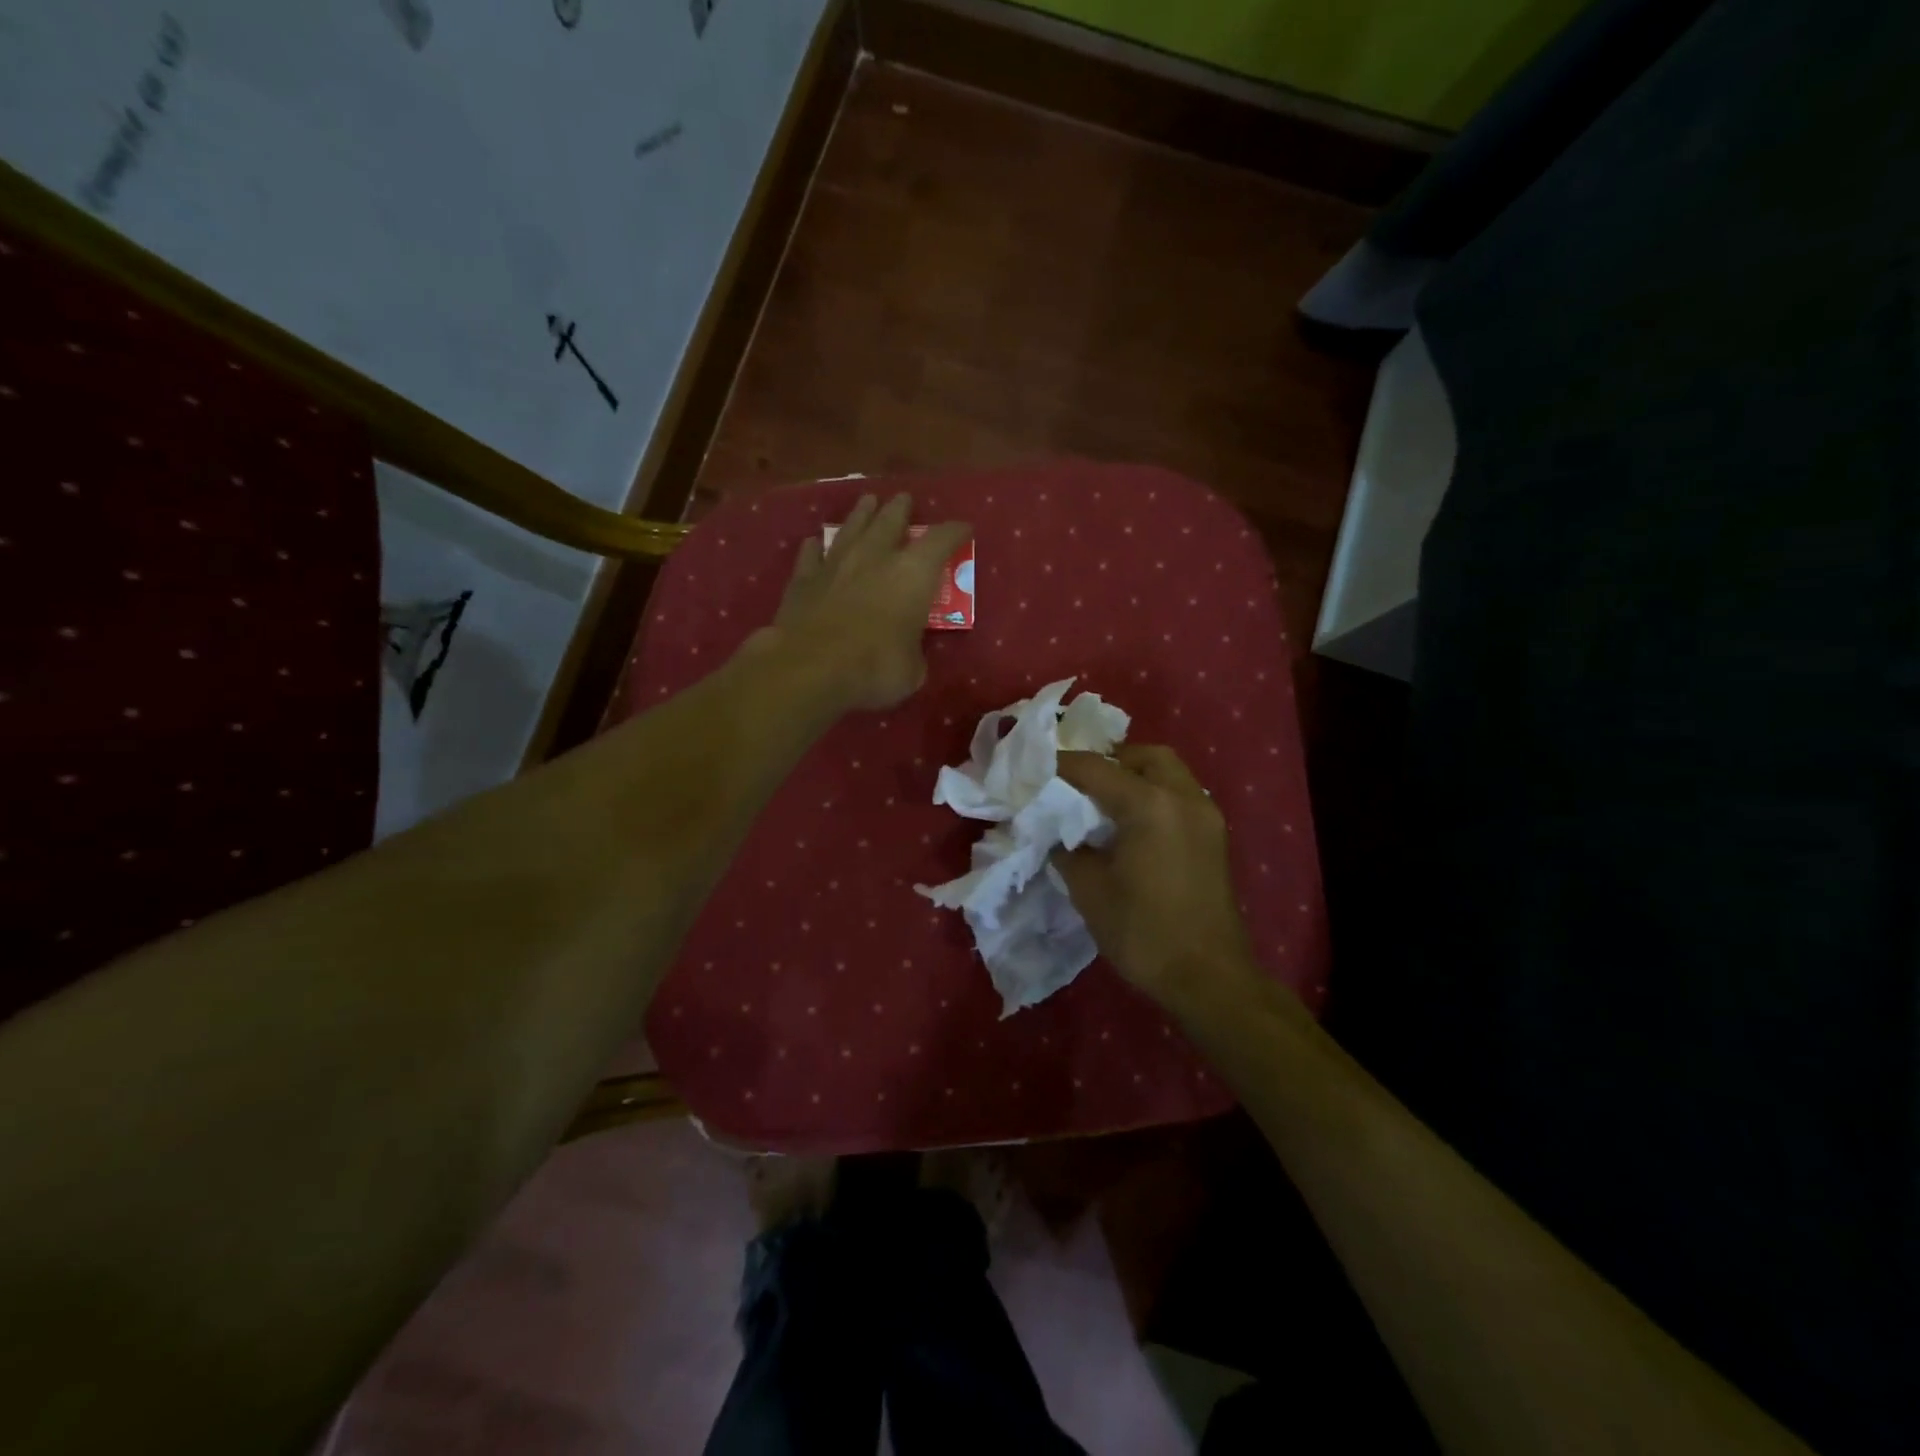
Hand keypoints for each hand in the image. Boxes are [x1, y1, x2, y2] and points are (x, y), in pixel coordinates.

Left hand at [759, 494, 970, 712]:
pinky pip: (811, 555)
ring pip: (851, 528)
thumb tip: (907, 653)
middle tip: (904, 500)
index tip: (963, 529)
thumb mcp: (912, 670)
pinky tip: (814, 543)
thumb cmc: (875, 667)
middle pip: (890, 521)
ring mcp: (835, 564)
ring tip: (867, 502)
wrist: (811, 668)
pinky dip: (816, 548)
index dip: (954, 532)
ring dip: (861, 515)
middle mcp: (875, 557)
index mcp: (913, 574)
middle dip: (900, 509)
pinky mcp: (802, 580)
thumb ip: (913, 652)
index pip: (941, 540)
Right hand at [1054, 746, 1261, 1013]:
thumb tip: (1059, 835)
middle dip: (1111, 761)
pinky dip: (1155, 796)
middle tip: (1082, 784)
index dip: (1063, 765)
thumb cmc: (1143, 932)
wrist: (1208, 978)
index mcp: (1149, 805)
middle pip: (1145, 757)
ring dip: (1136, 777)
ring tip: (1105, 804)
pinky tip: (1133, 826)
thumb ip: (1069, 851)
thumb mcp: (1090, 890)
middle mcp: (1184, 798)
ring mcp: (1206, 816)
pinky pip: (1181, 797)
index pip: (1096, 769)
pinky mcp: (1215, 837)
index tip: (1037, 768)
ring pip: (1169, 773)